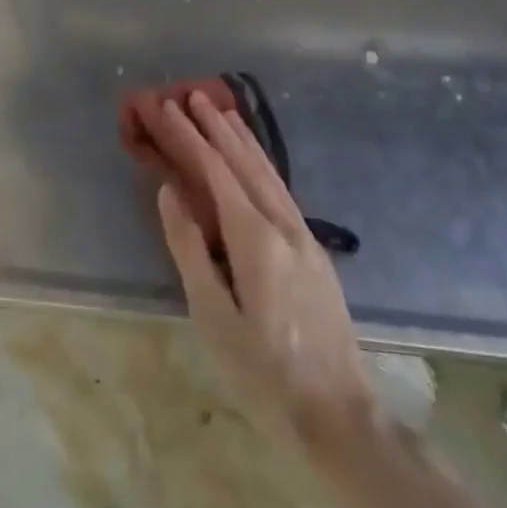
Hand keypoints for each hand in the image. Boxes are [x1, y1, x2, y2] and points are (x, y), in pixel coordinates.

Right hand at [151, 92, 377, 453]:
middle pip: (244, 163)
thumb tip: (170, 192)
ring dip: (242, 138)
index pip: (215, 172)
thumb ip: (190, 249)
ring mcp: (304, 235)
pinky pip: (281, 189)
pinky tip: (256, 161)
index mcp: (256, 238)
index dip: (189, 137)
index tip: (167, 108)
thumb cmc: (263, 371)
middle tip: (191, 95)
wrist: (339, 413)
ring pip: (268, 172)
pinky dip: (262, 162)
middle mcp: (284, 224)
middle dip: (215, 127)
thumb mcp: (213, 316)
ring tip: (222, 111)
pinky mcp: (314, 250)